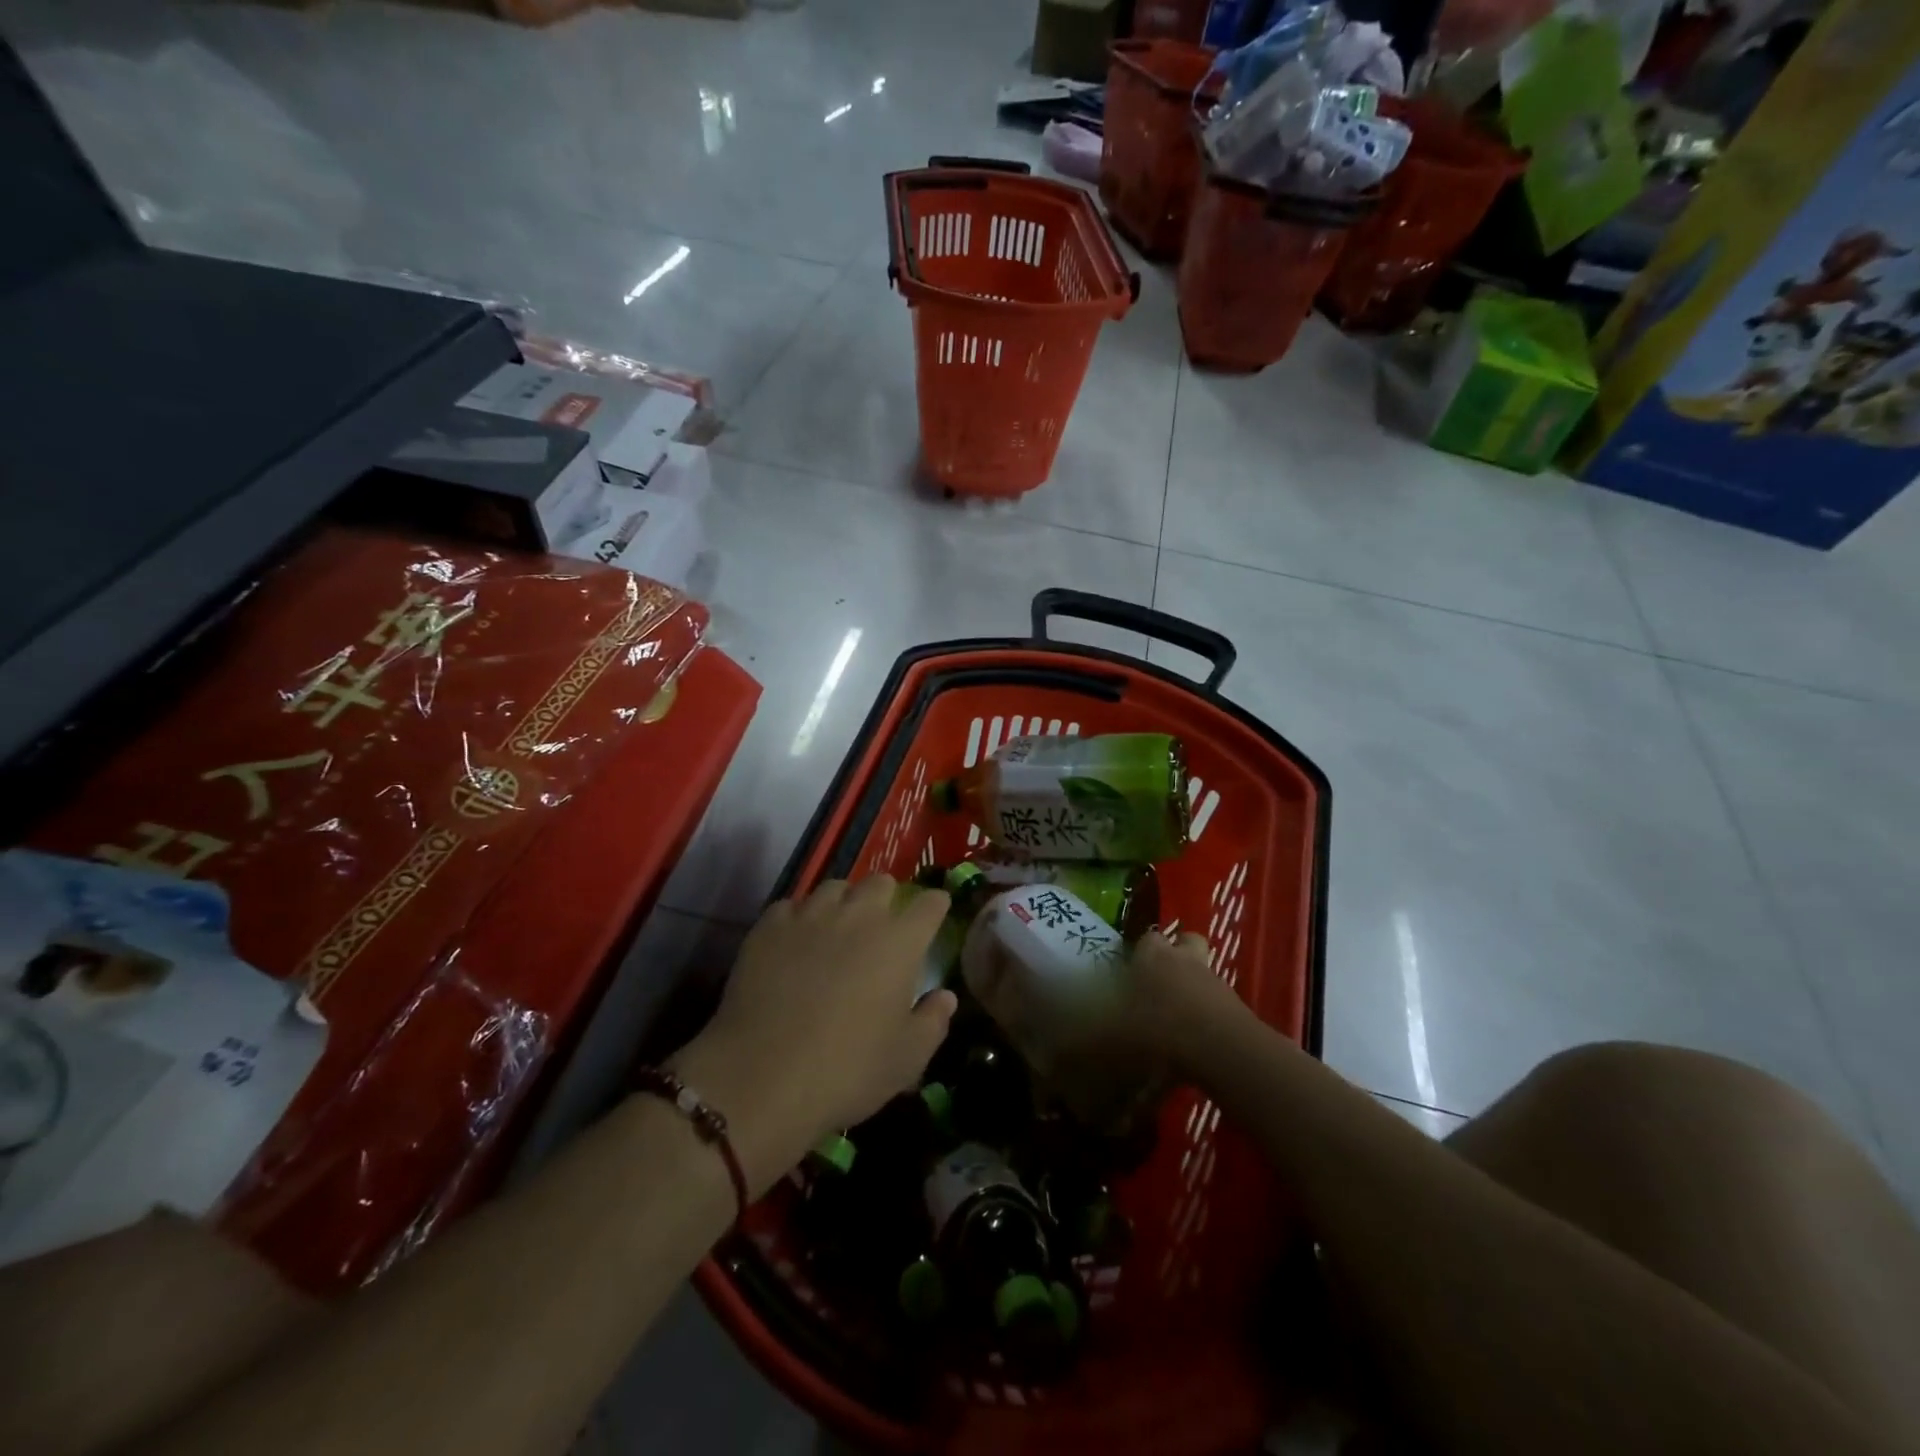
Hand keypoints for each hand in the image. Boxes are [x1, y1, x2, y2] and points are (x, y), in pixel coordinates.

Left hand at [669, 877, 956, 1192]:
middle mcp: (858, 915)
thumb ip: (933, 1021)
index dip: (935, 906)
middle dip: (888, 898)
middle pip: (881, 882)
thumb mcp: (907, 1059)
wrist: (762, 1076)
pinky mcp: (769, 926)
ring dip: (844, 902)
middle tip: (883, 926)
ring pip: (835, 887)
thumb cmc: (848, 1069)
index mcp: (900, 941)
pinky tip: (795, 942)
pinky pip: (792, 906)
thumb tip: (944, 996)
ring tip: (837, 929)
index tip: (935, 912)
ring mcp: (811, 915)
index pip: (929, 904)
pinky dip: (800, 918)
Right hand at [1042, 930, 1246, 1076]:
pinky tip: (1196, 1039)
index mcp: (1152, 955)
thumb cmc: (1157, 1029)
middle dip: (1175, 955)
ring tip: (1178, 1013)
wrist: (1220, 1049)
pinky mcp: (1237, 1006)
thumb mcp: (1109, 1038)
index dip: (1139, 949)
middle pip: (1185, 941)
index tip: (1129, 967)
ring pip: (1205, 969)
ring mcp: (1215, 980)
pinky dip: (1209, 1013)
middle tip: (1158, 981)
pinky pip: (1220, 1002)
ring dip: (1195, 984)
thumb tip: (1052, 1051)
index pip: (1147, 936)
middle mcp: (1184, 959)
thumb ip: (1082, 1042)